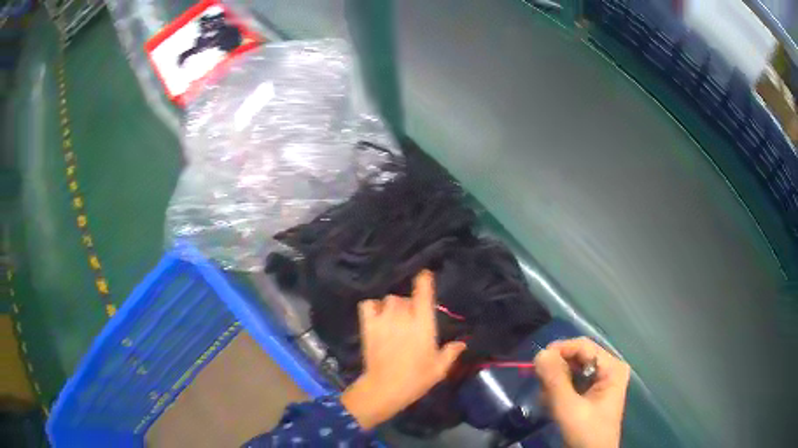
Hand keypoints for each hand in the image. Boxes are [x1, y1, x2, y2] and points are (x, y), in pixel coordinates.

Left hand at [340, 270, 466, 429]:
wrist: (385, 388)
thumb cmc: (416, 379)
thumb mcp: (439, 368)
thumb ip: (451, 353)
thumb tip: (462, 343)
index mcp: (423, 325)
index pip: (424, 296)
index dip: (424, 282)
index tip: (425, 274)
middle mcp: (403, 318)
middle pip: (405, 298)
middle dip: (410, 305)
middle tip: (411, 320)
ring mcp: (384, 321)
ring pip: (389, 300)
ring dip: (393, 306)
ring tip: (395, 318)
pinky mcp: (368, 327)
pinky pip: (368, 305)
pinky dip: (373, 307)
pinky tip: (377, 316)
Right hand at [533, 337, 630, 447]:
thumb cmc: (586, 433)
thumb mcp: (569, 408)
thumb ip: (555, 381)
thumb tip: (540, 353)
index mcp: (611, 367)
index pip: (583, 346)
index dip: (559, 350)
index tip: (536, 364)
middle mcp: (608, 369)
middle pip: (576, 357)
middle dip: (556, 371)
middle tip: (541, 386)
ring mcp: (600, 381)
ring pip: (571, 370)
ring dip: (555, 383)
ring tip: (547, 400)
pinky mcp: (591, 392)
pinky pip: (571, 382)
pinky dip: (558, 391)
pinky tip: (552, 404)